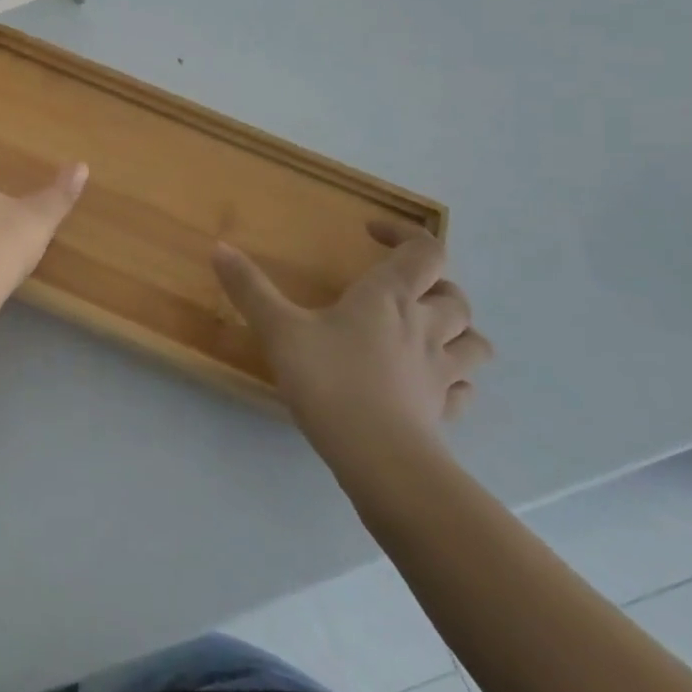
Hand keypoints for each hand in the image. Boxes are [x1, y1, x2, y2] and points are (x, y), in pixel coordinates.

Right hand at [212, 221, 492, 469]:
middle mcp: (424, 327)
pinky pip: (463, 388)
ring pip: (472, 341)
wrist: (380, 458)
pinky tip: (430, 382)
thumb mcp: (279, 330)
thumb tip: (219, 247)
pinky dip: (454, 378)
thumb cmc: (330, 381)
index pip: (424, 251)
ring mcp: (440, 372)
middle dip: (434, 283)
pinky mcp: (443, 411)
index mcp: (390, 298)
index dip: (406, 234)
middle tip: (398, 286)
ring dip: (457, 329)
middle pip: (454, 295)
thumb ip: (250, 289)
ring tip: (427, 330)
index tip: (372, 232)